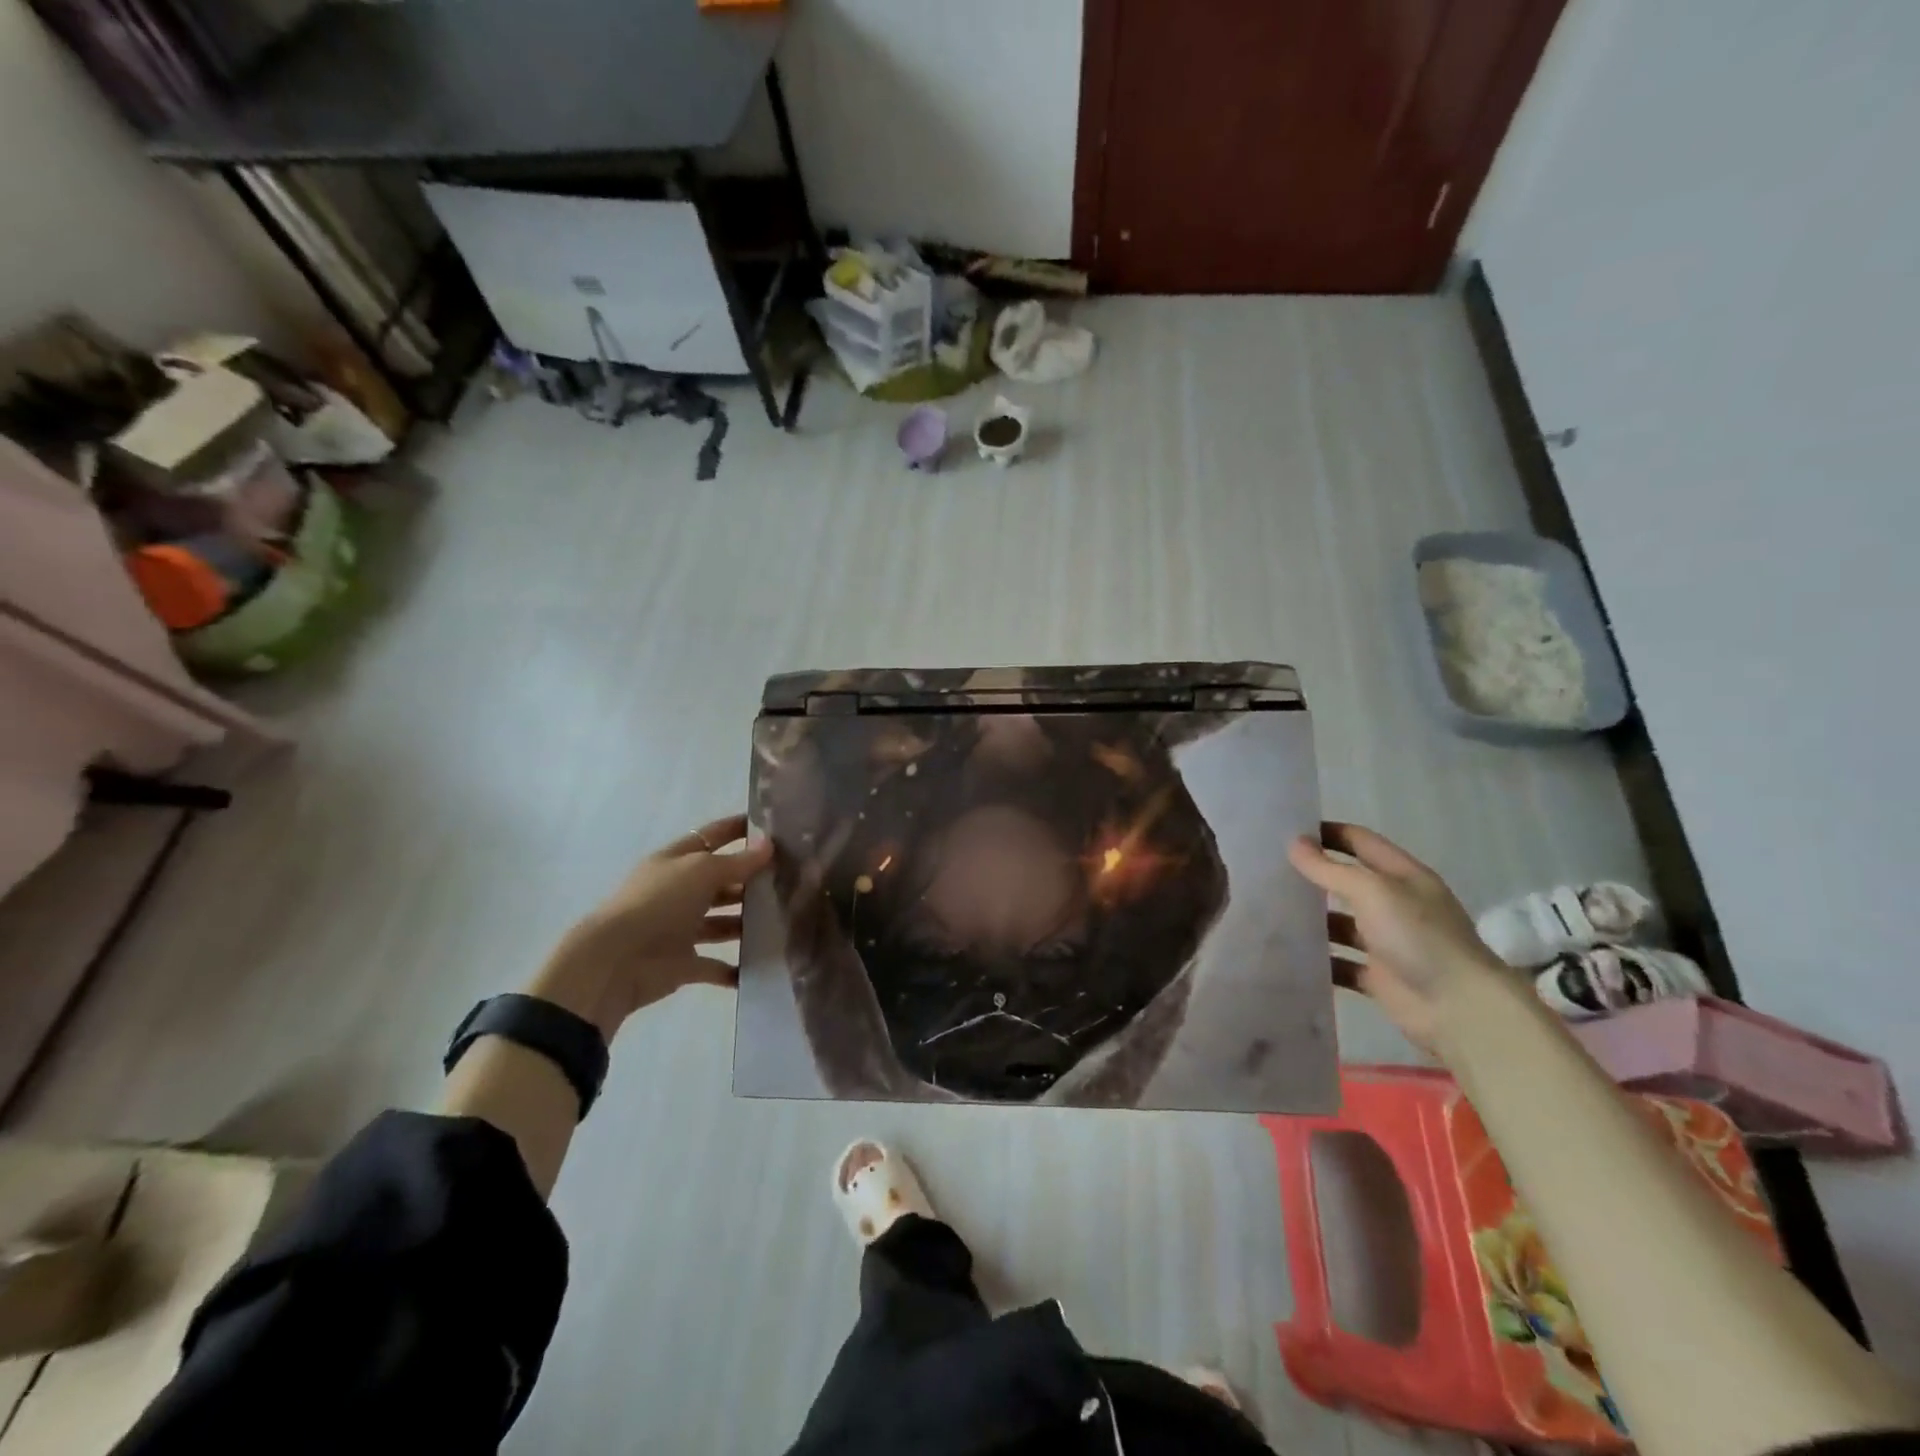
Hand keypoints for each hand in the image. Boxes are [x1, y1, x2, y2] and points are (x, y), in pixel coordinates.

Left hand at [533, 814, 773, 1039]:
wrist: (617, 961)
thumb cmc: (659, 903)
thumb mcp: (701, 871)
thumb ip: (737, 861)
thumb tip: (768, 845)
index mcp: (677, 862)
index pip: (712, 837)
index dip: (738, 829)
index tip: (773, 825)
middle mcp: (679, 892)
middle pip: (720, 881)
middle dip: (751, 880)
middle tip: (792, 879)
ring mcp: (680, 929)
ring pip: (722, 922)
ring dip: (747, 922)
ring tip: (785, 919)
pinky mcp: (684, 963)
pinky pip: (715, 965)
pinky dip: (736, 968)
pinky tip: (763, 964)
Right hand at [1289, 822, 1507, 1048]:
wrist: (1460, 1010)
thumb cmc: (1419, 937)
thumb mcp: (1373, 891)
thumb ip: (1330, 869)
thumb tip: (1294, 843)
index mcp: (1403, 876)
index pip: (1361, 842)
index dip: (1327, 833)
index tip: (1286, 831)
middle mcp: (1396, 905)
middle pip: (1348, 882)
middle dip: (1313, 876)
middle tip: (1267, 870)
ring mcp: (1387, 942)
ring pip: (1340, 924)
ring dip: (1311, 920)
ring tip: (1267, 911)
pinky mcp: (1378, 977)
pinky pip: (1340, 963)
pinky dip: (1318, 960)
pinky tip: (1285, 954)